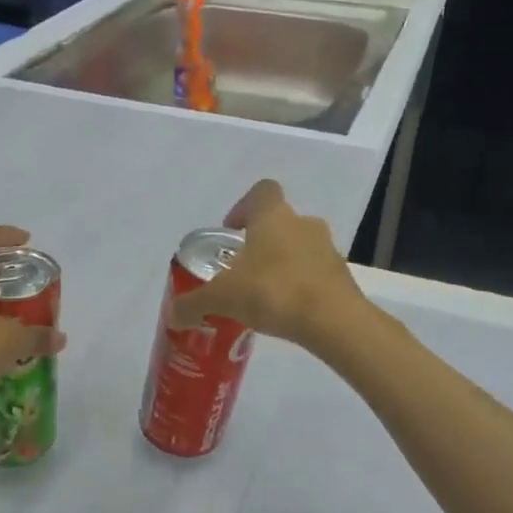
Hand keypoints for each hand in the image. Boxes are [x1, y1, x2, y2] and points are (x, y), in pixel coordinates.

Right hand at [166, 180, 366, 351]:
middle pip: (279, 223)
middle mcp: (303, 224)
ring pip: (298, 248)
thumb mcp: (223, 298)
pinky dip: (300, 286)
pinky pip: (314, 274)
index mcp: (273, 216)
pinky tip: (285, 312)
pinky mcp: (341, 277)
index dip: (243, 206)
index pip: (261, 192)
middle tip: (241, 270)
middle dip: (260, 243)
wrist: (333, 321)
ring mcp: (327, 250)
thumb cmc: (273, 291)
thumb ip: (194, 304)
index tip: (230, 230)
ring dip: (281, 264)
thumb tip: (171, 316)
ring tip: (262, 295)